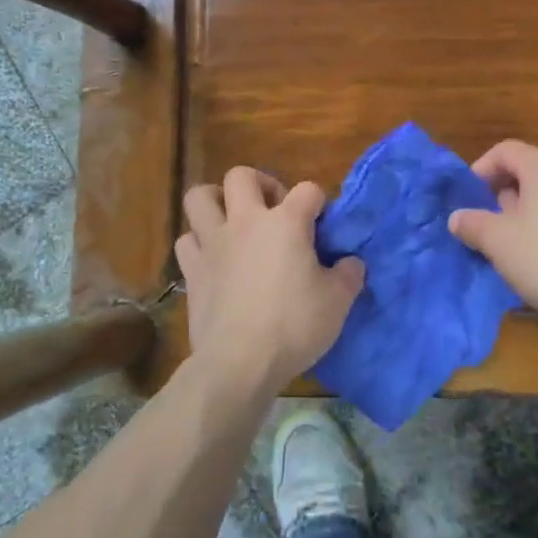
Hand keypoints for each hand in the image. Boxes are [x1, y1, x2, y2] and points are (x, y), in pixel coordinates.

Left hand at [175, 166, 365, 395]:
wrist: (240, 362)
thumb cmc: (294, 326)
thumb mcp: (338, 302)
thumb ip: (349, 275)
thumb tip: (351, 263)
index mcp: (286, 223)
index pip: (308, 190)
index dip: (318, 202)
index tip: (322, 225)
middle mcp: (246, 222)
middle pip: (241, 176)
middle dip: (259, 184)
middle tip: (273, 210)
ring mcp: (213, 243)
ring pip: (200, 197)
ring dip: (216, 202)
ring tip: (232, 221)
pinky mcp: (192, 270)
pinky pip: (187, 240)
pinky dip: (198, 243)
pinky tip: (213, 258)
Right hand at [448, 140, 537, 325]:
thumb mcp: (498, 243)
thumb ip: (472, 224)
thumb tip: (457, 217)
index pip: (506, 150)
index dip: (483, 168)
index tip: (471, 196)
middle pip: (534, 166)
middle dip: (509, 186)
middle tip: (494, 216)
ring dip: (534, 202)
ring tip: (521, 235)